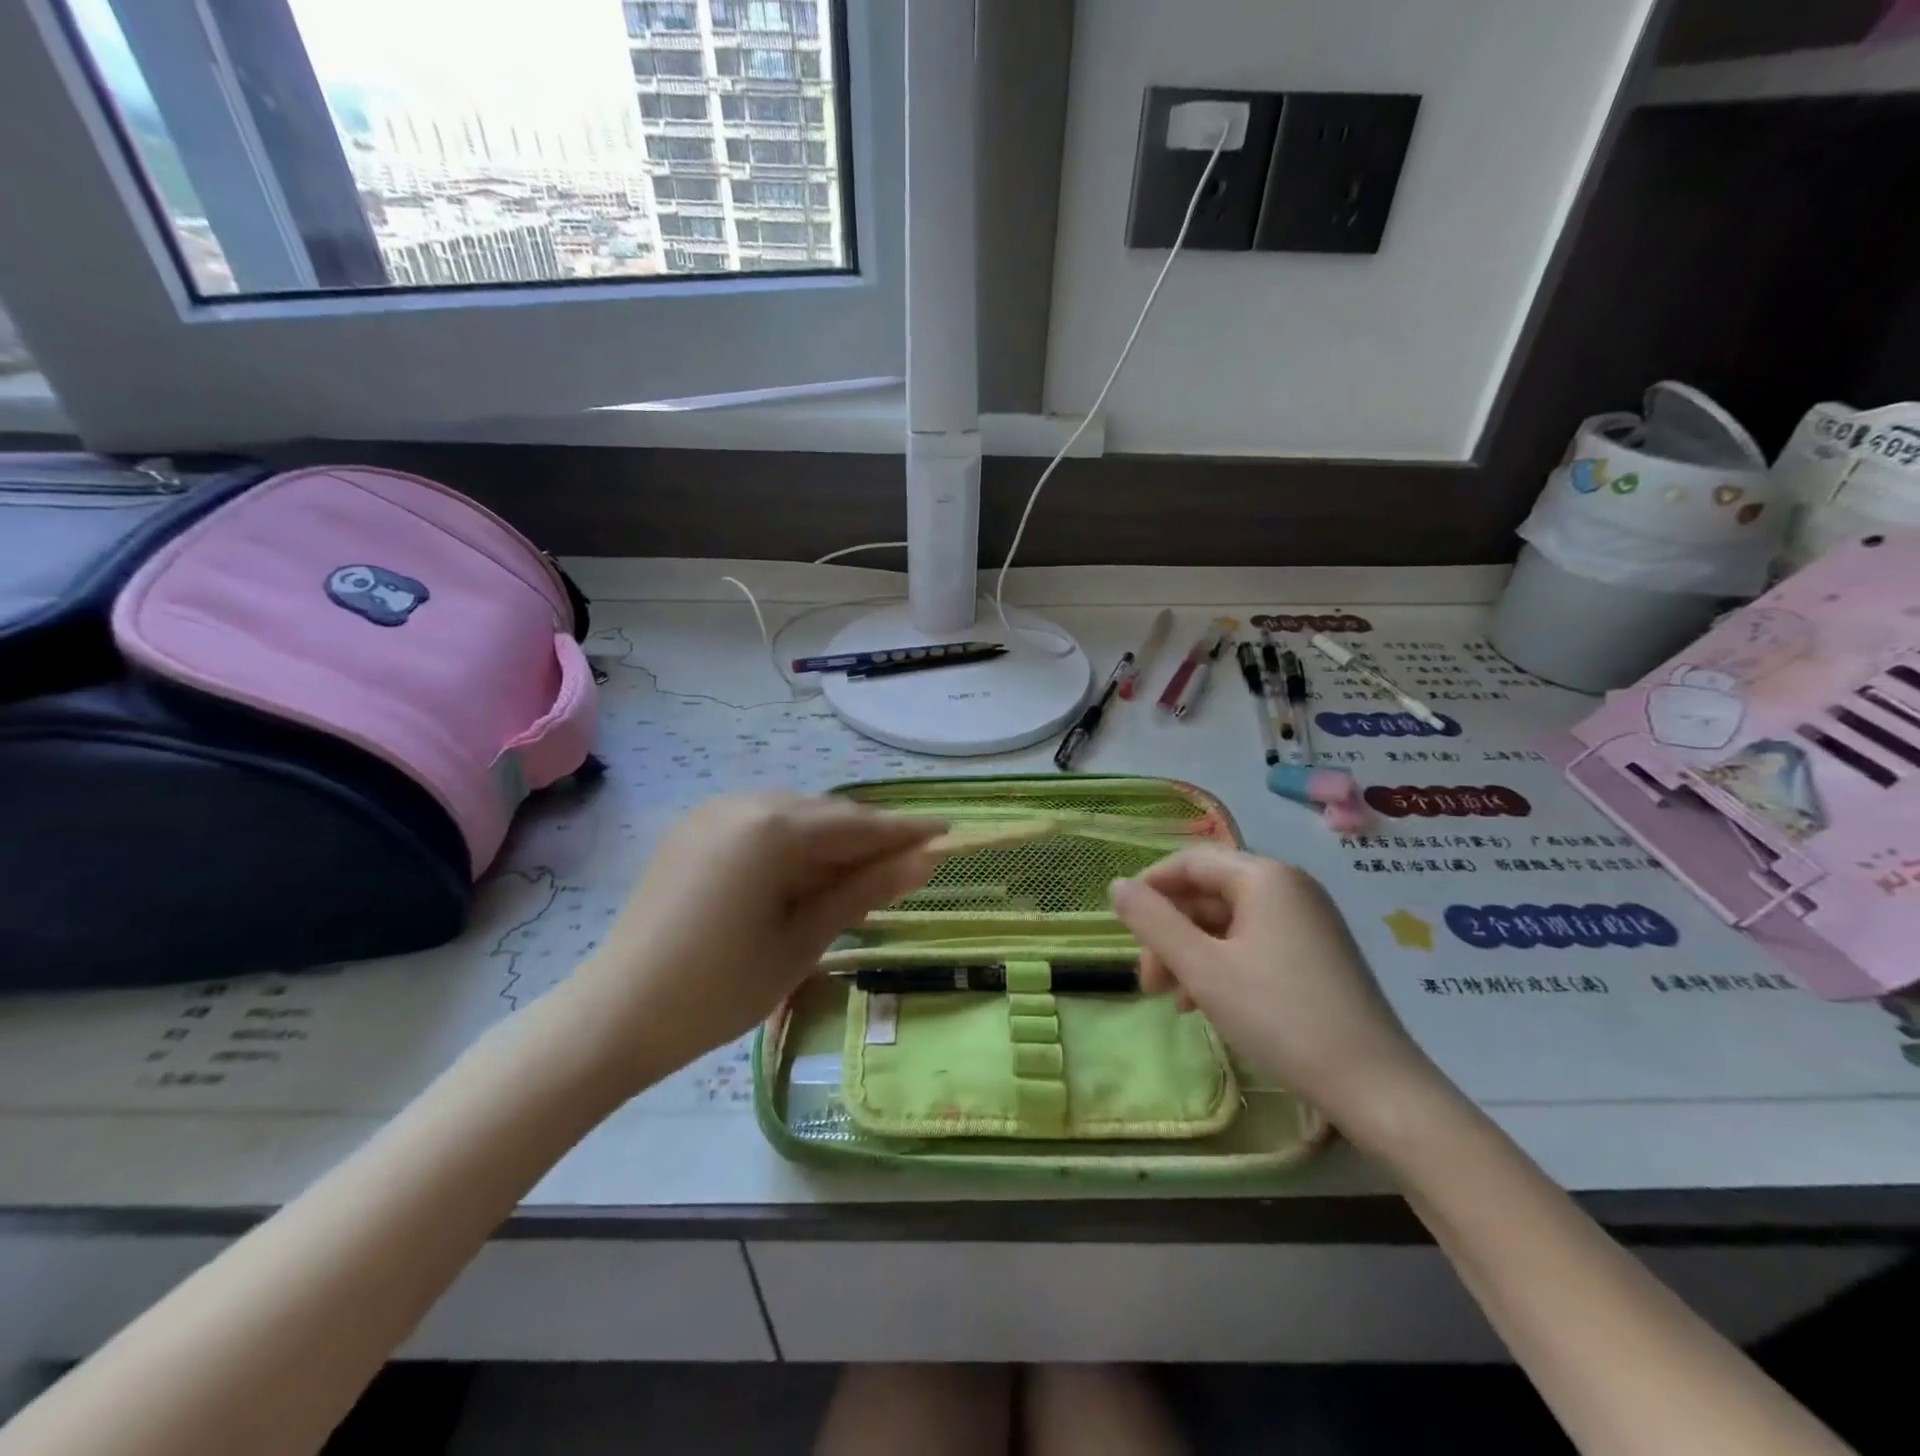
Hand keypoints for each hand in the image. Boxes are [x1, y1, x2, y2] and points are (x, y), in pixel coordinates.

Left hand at [556, 795, 943, 1090]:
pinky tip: (804, 877)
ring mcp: (714, 813)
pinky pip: (760, 826)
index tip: (947, 831)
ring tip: (859, 879)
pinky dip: (792, 846)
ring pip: (793, 818)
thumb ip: (864, 890)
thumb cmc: (721, 989)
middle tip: (908, 865)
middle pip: (826, 815)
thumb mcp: (804, 939)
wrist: (616, 1016)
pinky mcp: (694, 830)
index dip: (906, 831)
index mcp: (773, 828)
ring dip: (830, 843)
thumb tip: (924, 861)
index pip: (858, 825)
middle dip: (868, 839)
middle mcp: (744, 803)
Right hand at [1110, 847, 1440, 1136]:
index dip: (1150, 887)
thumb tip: (1117, 886)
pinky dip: (1222, 965)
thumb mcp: (1203, 969)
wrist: (1377, 1088)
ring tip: (1173, 1001)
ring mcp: (1308, 922)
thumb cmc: (1280, 1017)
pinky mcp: (1318, 955)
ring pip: (1229, 922)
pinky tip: (1207, 1004)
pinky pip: (1254, 943)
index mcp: (1264, 877)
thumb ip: (1153, 923)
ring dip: (1192, 953)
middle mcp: (1289, 887)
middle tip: (1148, 981)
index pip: (1191, 862)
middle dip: (1170, 932)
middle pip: (1209, 893)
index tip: (1122, 926)